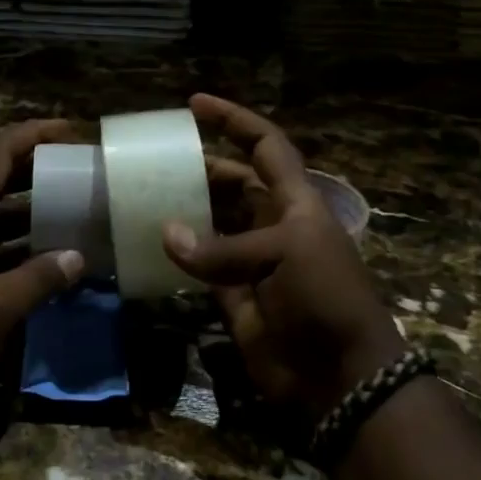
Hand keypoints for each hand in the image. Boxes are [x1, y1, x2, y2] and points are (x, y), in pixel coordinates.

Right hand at [164, 95, 404, 419]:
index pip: (265, 147)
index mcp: (295, 203)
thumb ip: (223, 247)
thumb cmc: (325, 299)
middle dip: (198, 168)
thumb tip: (166, 234)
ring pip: (210, 224)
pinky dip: (176, 255)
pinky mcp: (232, 295)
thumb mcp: (285, 256)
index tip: (195, 104)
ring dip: (182, 210)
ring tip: (141, 196)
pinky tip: (147, 242)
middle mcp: (271, 225)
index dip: (234, 122)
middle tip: (154, 160)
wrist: (339, 375)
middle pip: (231, 183)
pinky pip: (198, 266)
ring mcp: (250, 260)